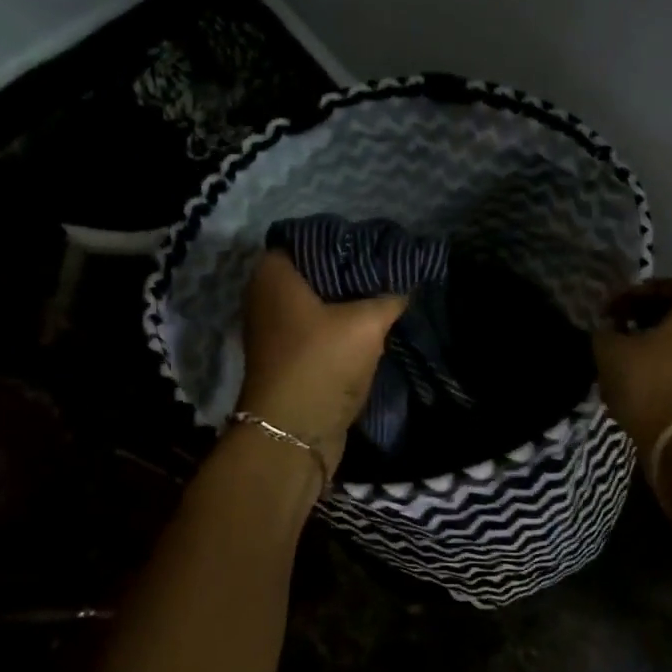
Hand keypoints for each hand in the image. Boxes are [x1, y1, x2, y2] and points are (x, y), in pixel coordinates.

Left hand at [237, 252, 406, 472]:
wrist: (293, 434)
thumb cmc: (322, 363)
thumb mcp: (366, 324)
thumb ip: (389, 297)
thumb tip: (405, 286)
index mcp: (273, 273)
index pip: (310, 237)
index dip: (343, 239)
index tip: (375, 244)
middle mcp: (265, 295)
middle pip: (315, 270)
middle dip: (351, 270)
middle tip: (387, 268)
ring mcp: (274, 328)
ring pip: (318, 301)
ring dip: (348, 301)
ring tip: (386, 293)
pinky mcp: (287, 355)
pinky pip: (317, 327)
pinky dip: (340, 324)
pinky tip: (372, 323)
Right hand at [592, 279, 671, 460]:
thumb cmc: (650, 384)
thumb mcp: (610, 351)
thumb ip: (607, 331)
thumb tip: (610, 330)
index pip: (661, 288)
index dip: (628, 299)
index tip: (607, 314)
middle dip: (654, 320)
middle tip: (625, 334)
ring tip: (645, 361)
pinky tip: (666, 383)